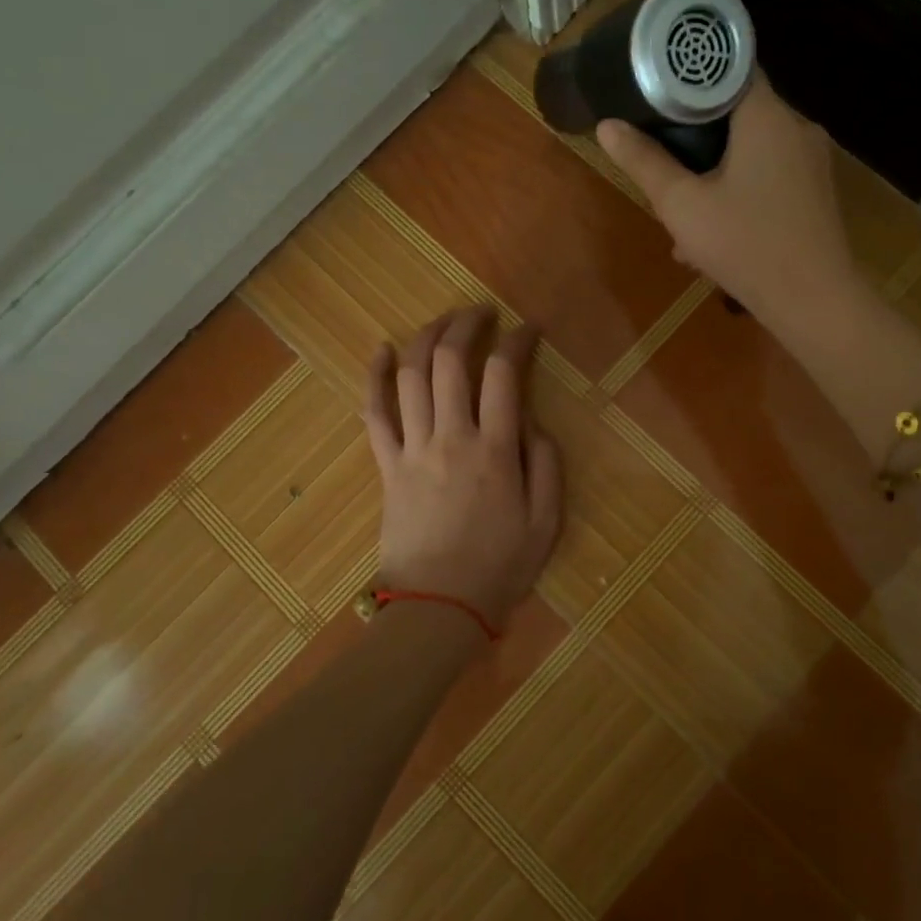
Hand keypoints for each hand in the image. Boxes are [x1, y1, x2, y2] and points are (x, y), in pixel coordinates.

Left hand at [363, 308, 563, 634]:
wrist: (439, 606)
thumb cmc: (499, 567)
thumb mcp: (546, 521)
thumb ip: (546, 463)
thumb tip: (530, 419)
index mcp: (495, 451)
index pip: (504, 374)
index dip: (518, 341)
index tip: (529, 329)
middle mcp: (451, 438)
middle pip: (451, 361)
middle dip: (467, 325)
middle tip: (482, 314)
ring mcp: (413, 449)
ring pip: (412, 376)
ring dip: (427, 338)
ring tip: (444, 321)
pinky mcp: (387, 466)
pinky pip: (374, 413)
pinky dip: (375, 377)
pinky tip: (382, 349)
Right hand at [596, 73, 857, 321]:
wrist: (814, 302)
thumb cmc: (745, 245)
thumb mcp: (682, 205)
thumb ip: (644, 162)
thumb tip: (607, 126)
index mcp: (767, 116)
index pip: (729, 70)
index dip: (691, 78)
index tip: (659, 95)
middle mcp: (797, 127)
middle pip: (739, 113)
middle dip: (697, 136)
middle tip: (664, 160)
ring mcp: (813, 162)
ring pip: (753, 150)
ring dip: (716, 172)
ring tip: (683, 209)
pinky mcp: (816, 193)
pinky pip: (770, 176)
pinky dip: (741, 191)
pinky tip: (715, 232)